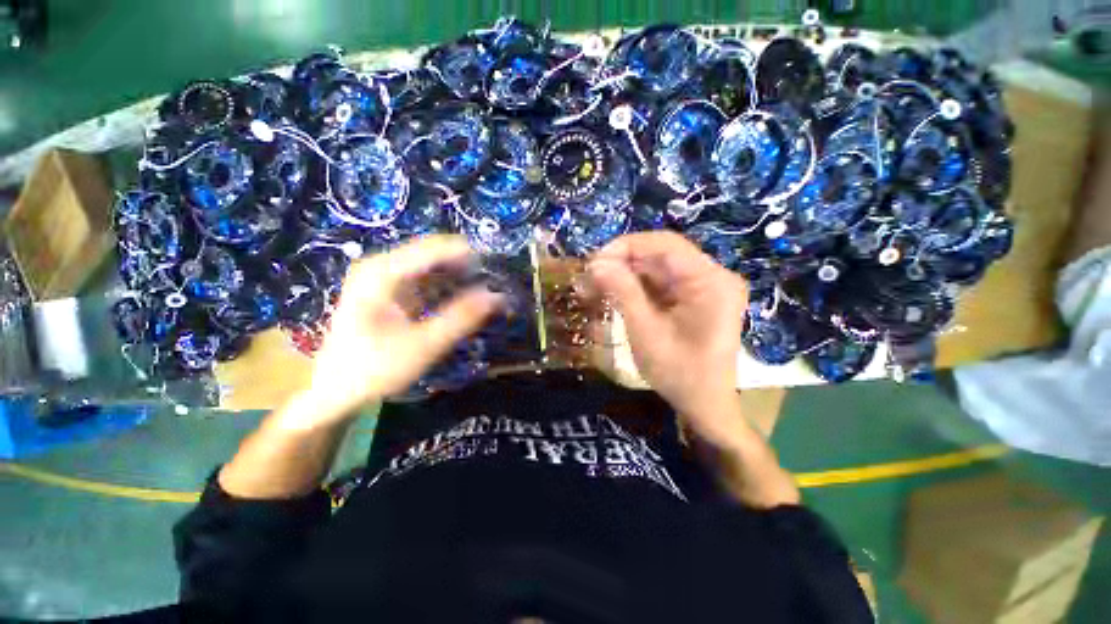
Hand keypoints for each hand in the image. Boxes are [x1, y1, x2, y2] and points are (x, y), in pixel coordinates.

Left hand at [298, 235, 502, 425]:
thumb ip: (462, 318)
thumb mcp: (424, 345)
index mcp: (383, 272)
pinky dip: (447, 288)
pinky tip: (462, 303)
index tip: (498, 272)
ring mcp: (384, 276)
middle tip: (494, 288)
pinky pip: (426, 279)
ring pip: (433, 266)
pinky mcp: (390, 289)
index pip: (436, 248)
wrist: (335, 389)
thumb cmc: (374, 368)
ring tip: (484, 296)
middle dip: (467, 269)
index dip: (471, 256)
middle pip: (436, 254)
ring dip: (460, 279)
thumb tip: (497, 296)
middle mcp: (382, 265)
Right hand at [589, 232, 748, 444]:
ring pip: (658, 268)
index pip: (666, 244)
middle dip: (622, 263)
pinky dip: (636, 287)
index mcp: (711, 282)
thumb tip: (596, 263)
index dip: (627, 246)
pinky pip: (662, 283)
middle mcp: (713, 276)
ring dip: (626, 275)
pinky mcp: (695, 297)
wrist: (704, 405)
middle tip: (589, 277)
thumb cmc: (678, 373)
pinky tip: (614, 294)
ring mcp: (705, 287)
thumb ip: (622, 291)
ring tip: (594, 287)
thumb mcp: (645, 331)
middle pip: (661, 255)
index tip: (595, 262)